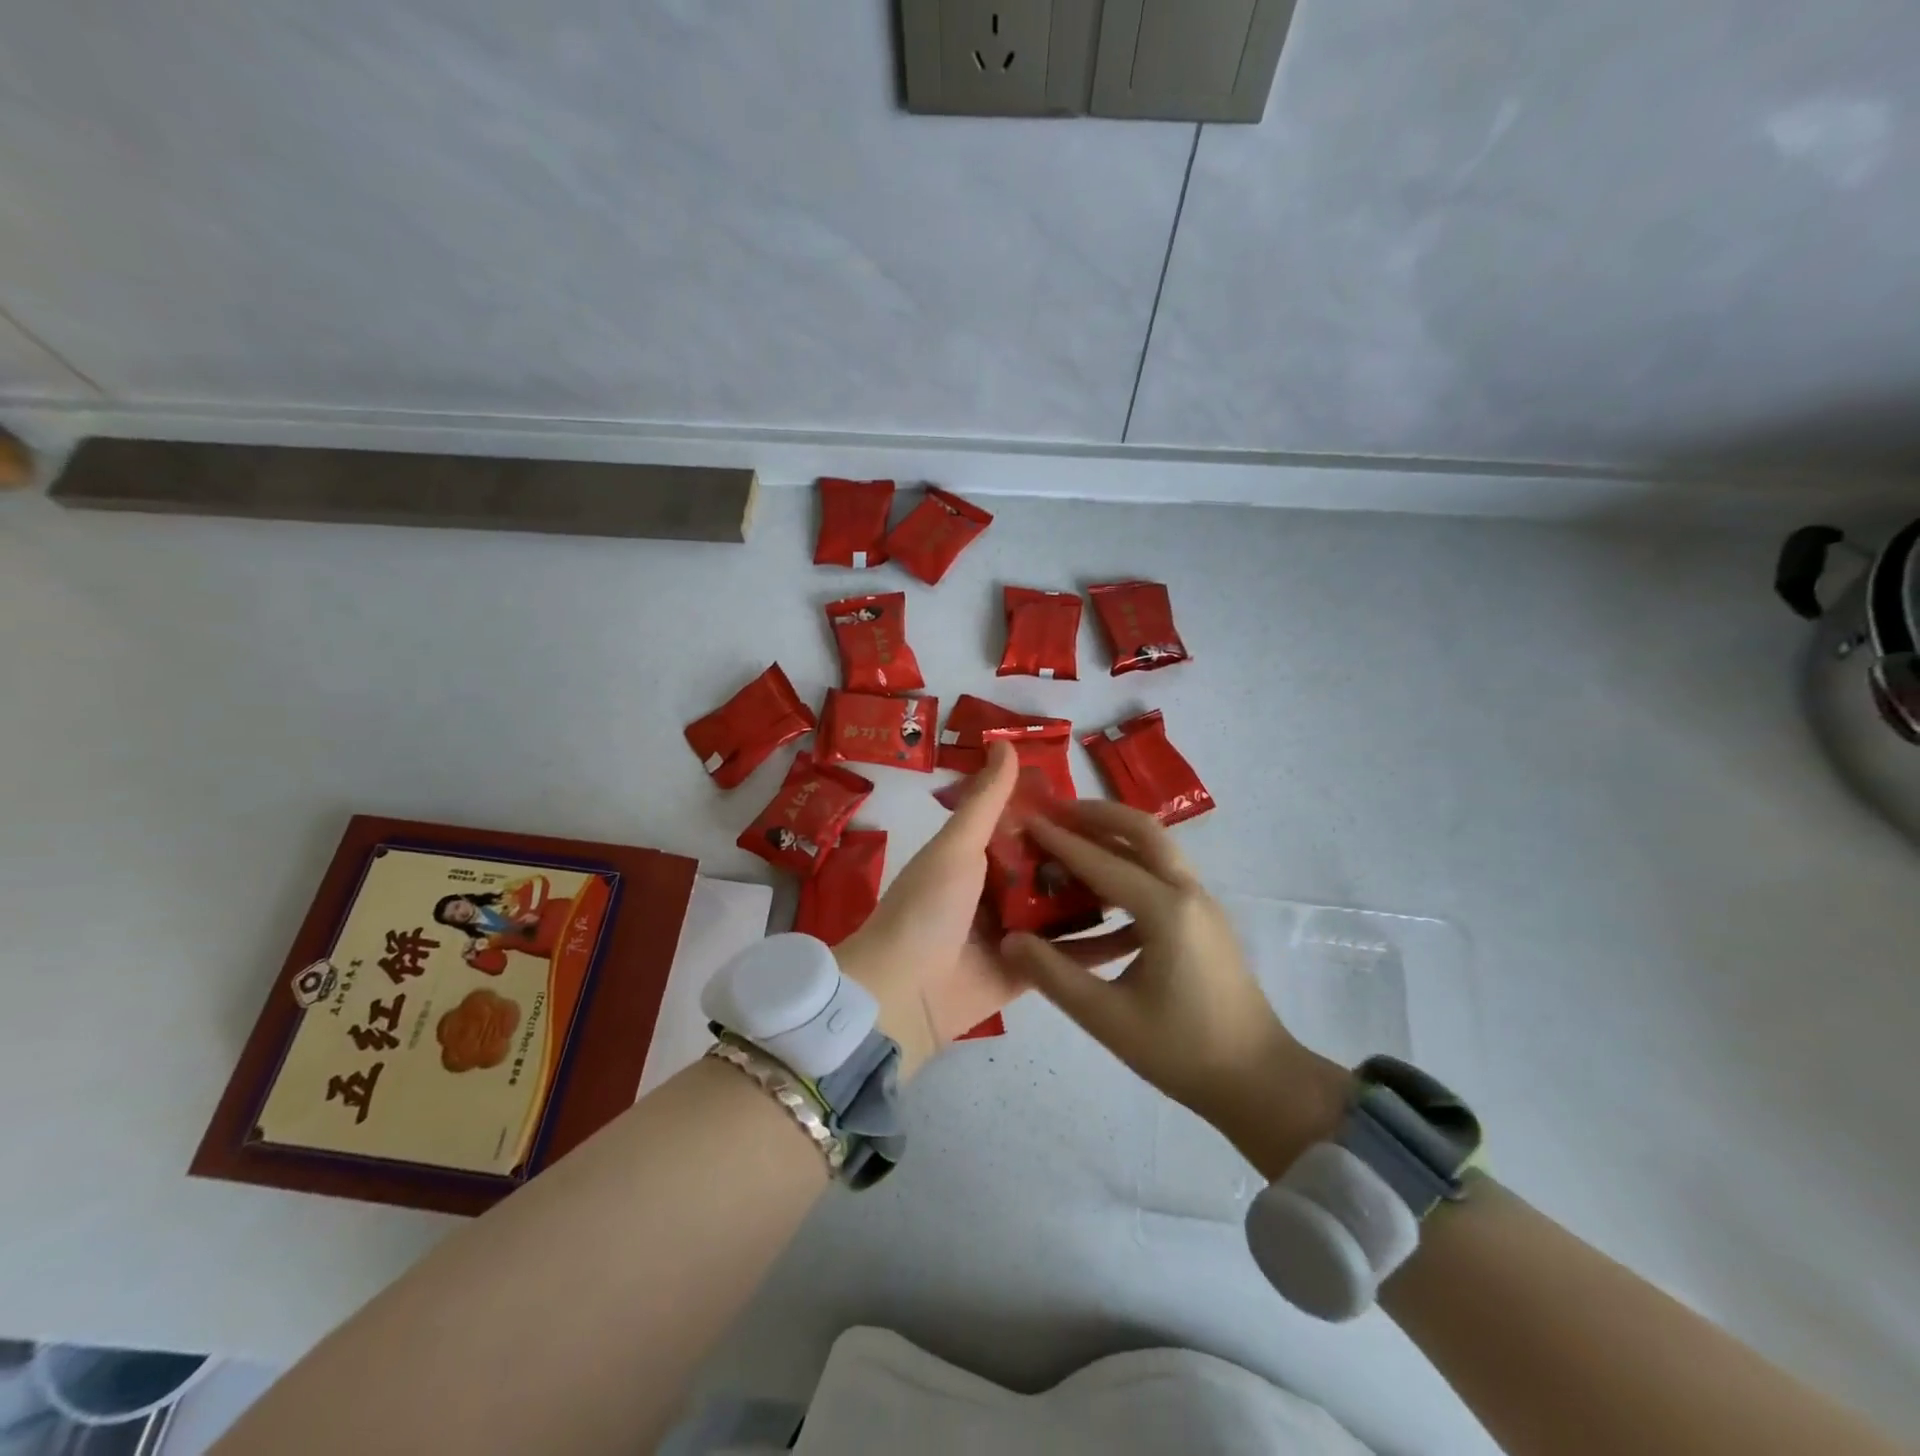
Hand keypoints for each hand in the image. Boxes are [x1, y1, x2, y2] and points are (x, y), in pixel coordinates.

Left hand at [837, 743, 1136, 1077]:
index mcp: (977, 856)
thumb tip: (1005, 742)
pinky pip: (1071, 955)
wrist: (903, 993)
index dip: (1063, 816)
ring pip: (1066, 908)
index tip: (1108, 808)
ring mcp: (1018, 933)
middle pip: (1053, 867)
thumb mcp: (956, 846)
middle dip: (1091, 857)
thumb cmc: (928, 908)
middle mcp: (999, 890)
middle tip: (1146, 849)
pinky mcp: (1033, 972)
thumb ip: (986, 800)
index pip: (1029, 827)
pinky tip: (1145, 932)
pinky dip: (1101, 945)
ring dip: (1102, 897)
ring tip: (1157, 883)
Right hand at [1002, 801, 1349, 1177]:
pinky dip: (1129, 864)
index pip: (1102, 862)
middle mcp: (1187, 893)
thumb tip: (1009, 940)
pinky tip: (1100, 892)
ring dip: (1114, 835)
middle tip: (1054, 811)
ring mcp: (1202, 904)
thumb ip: (1053, 975)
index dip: (1060, 839)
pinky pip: (1163, 873)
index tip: (1026, 818)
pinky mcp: (1205, 919)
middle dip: (1096, 814)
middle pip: (1142, 830)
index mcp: (1166, 911)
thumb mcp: (1107, 1018)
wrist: (1260, 1081)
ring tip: (1072, 838)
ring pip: (1156, 848)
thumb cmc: (1183, 1051)